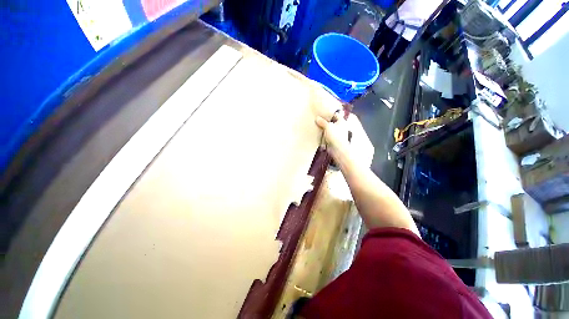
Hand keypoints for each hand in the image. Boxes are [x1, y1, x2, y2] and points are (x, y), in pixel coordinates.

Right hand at [315, 113, 351, 161]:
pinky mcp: (333, 139)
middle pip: (332, 122)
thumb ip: (322, 122)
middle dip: (325, 121)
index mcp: (341, 121)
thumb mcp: (328, 126)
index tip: (322, 112)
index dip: (329, 113)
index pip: (336, 115)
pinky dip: (323, 134)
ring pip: (329, 128)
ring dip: (323, 128)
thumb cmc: (335, 136)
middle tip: (317, 118)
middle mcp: (340, 126)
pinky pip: (327, 135)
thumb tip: (317, 118)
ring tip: (316, 125)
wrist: (337, 149)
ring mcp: (336, 133)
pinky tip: (317, 132)